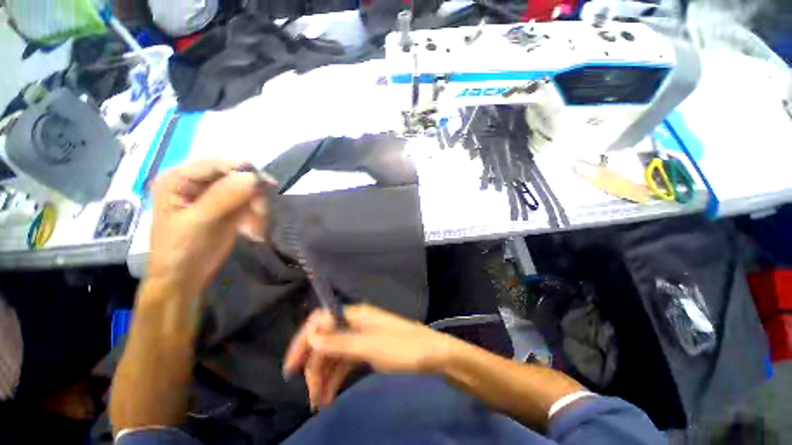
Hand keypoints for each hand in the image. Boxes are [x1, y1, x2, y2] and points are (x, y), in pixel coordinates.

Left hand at [147, 159, 274, 299]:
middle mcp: (197, 182)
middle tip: (260, 214)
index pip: (216, 164)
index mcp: (179, 179)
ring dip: (256, 207)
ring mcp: (215, 195)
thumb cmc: (181, 250)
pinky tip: (252, 230)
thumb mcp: (199, 222)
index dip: (243, 171)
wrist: (185, 278)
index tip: (268, 185)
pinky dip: (256, 215)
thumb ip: (224, 197)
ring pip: (247, 190)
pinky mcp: (229, 207)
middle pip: (235, 176)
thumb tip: (254, 177)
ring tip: (255, 228)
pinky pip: (250, 203)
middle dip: (252, 194)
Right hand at [283, 305, 459, 408]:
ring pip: (334, 354)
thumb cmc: (404, 347)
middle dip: (314, 366)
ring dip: (324, 376)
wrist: (432, 355)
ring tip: (319, 403)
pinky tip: (330, 396)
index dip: (304, 340)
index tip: (292, 368)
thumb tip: (312, 337)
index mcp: (355, 315)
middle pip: (326, 341)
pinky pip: (345, 362)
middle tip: (310, 395)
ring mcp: (361, 337)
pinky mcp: (367, 350)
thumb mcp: (371, 347)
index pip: (321, 321)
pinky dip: (336, 377)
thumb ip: (341, 342)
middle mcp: (355, 323)